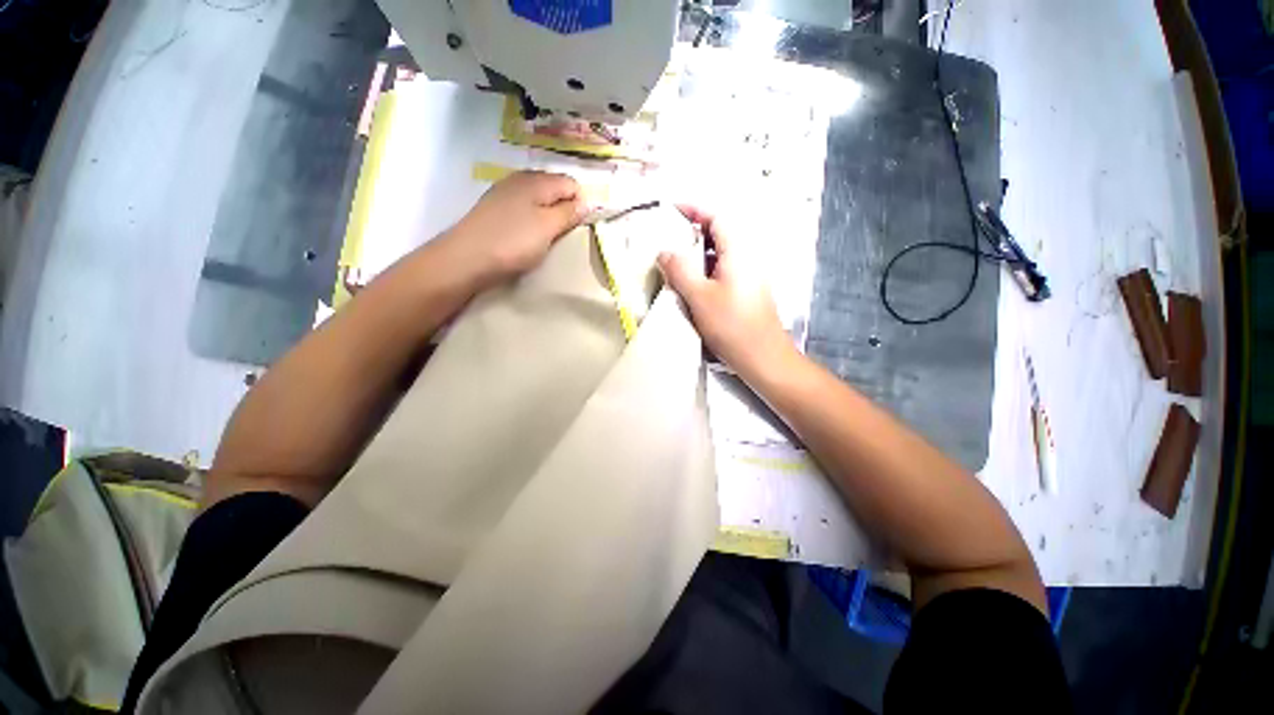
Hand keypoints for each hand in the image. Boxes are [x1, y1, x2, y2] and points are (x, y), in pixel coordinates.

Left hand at [438, 171, 585, 286]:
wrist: (467, 258)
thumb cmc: (513, 242)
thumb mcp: (548, 227)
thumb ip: (569, 213)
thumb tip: (586, 202)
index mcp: (537, 180)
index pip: (571, 184)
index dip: (580, 203)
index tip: (578, 227)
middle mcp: (520, 179)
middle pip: (554, 188)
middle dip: (564, 208)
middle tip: (563, 233)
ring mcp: (504, 192)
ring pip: (538, 198)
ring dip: (547, 215)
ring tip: (546, 237)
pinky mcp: (494, 208)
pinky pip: (523, 208)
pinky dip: (531, 219)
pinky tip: (527, 235)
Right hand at [657, 205, 796, 381]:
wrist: (763, 357)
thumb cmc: (732, 325)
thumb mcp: (700, 296)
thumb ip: (680, 270)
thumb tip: (664, 252)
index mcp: (738, 251)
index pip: (717, 217)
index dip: (695, 209)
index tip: (671, 210)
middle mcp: (747, 257)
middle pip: (719, 233)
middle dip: (693, 232)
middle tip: (667, 240)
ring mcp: (748, 275)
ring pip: (720, 254)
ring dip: (698, 253)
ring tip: (674, 262)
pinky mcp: (746, 291)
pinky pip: (723, 270)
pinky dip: (705, 269)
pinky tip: (691, 284)